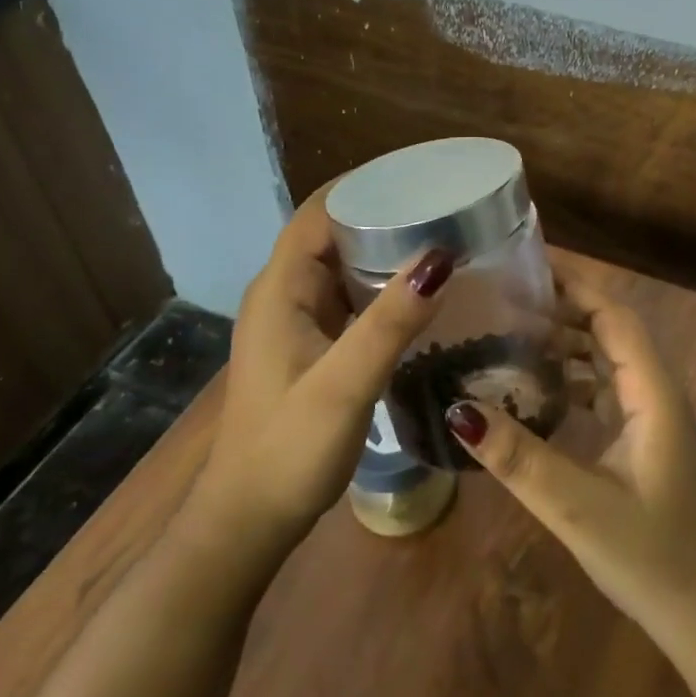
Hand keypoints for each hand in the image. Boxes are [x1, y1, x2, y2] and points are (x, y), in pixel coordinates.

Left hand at [196, 187, 452, 541]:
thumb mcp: (343, 386)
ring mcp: (297, 320)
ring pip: (344, 264)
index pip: (321, 210)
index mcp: (281, 288)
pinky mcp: (312, 344)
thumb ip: (390, 323)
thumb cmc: (287, 451)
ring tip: (444, 237)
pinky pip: (350, 296)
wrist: (248, 521)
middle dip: (385, 211)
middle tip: (447, 206)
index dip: (365, 184)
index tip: (421, 175)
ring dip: (386, 247)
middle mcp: (285, 293)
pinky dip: (382, 283)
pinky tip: (421, 292)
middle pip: (334, 230)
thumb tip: (440, 257)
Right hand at [444, 256, 695, 696]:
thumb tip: (457, 408)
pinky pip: (605, 390)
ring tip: (510, 335)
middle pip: (608, 330)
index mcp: (652, 391)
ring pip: (606, 360)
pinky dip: (572, 379)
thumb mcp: (577, 506)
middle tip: (503, 300)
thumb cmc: (651, 556)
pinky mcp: (643, 441)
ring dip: (566, 344)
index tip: (525, 266)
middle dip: (561, 309)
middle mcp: (655, 392)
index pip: (612, 315)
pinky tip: (535, 391)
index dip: (573, 285)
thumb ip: (519, 458)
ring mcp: (651, 417)